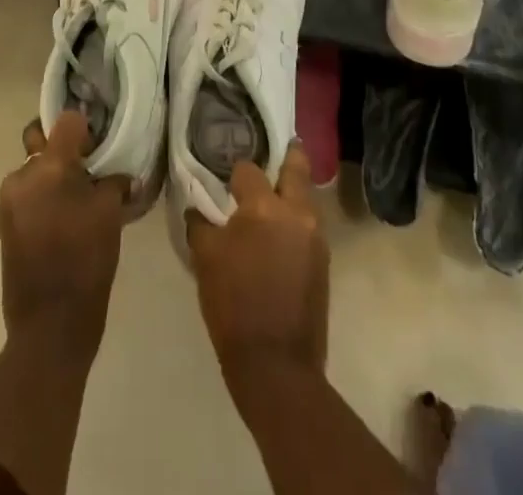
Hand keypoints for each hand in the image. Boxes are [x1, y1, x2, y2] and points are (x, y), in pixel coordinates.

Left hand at [0, 110, 129, 358]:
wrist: (50, 328)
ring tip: (78, 202)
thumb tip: (116, 174)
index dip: (86, 129)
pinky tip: (65, 222)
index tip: (99, 147)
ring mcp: (9, 201)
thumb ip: (111, 180)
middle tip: (88, 170)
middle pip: (43, 142)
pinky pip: (28, 195)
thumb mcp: (109, 214)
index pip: (67, 120)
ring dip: (53, 177)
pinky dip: (44, 198)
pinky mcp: (5, 225)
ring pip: (34, 170)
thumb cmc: (86, 263)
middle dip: (64, 151)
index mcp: (49, 166)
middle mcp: (22, 175)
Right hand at [186, 145, 328, 397]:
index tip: (226, 180)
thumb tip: (199, 208)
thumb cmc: (234, 306)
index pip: (248, 169)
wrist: (277, 367)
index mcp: (265, 207)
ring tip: (269, 197)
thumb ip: (202, 223)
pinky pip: (308, 224)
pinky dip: (294, 219)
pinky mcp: (323, 260)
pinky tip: (277, 232)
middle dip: (285, 155)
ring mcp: (316, 236)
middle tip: (268, 154)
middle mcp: (297, 212)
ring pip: (305, 196)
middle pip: (296, 166)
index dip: (234, 174)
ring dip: (290, 190)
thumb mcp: (206, 259)